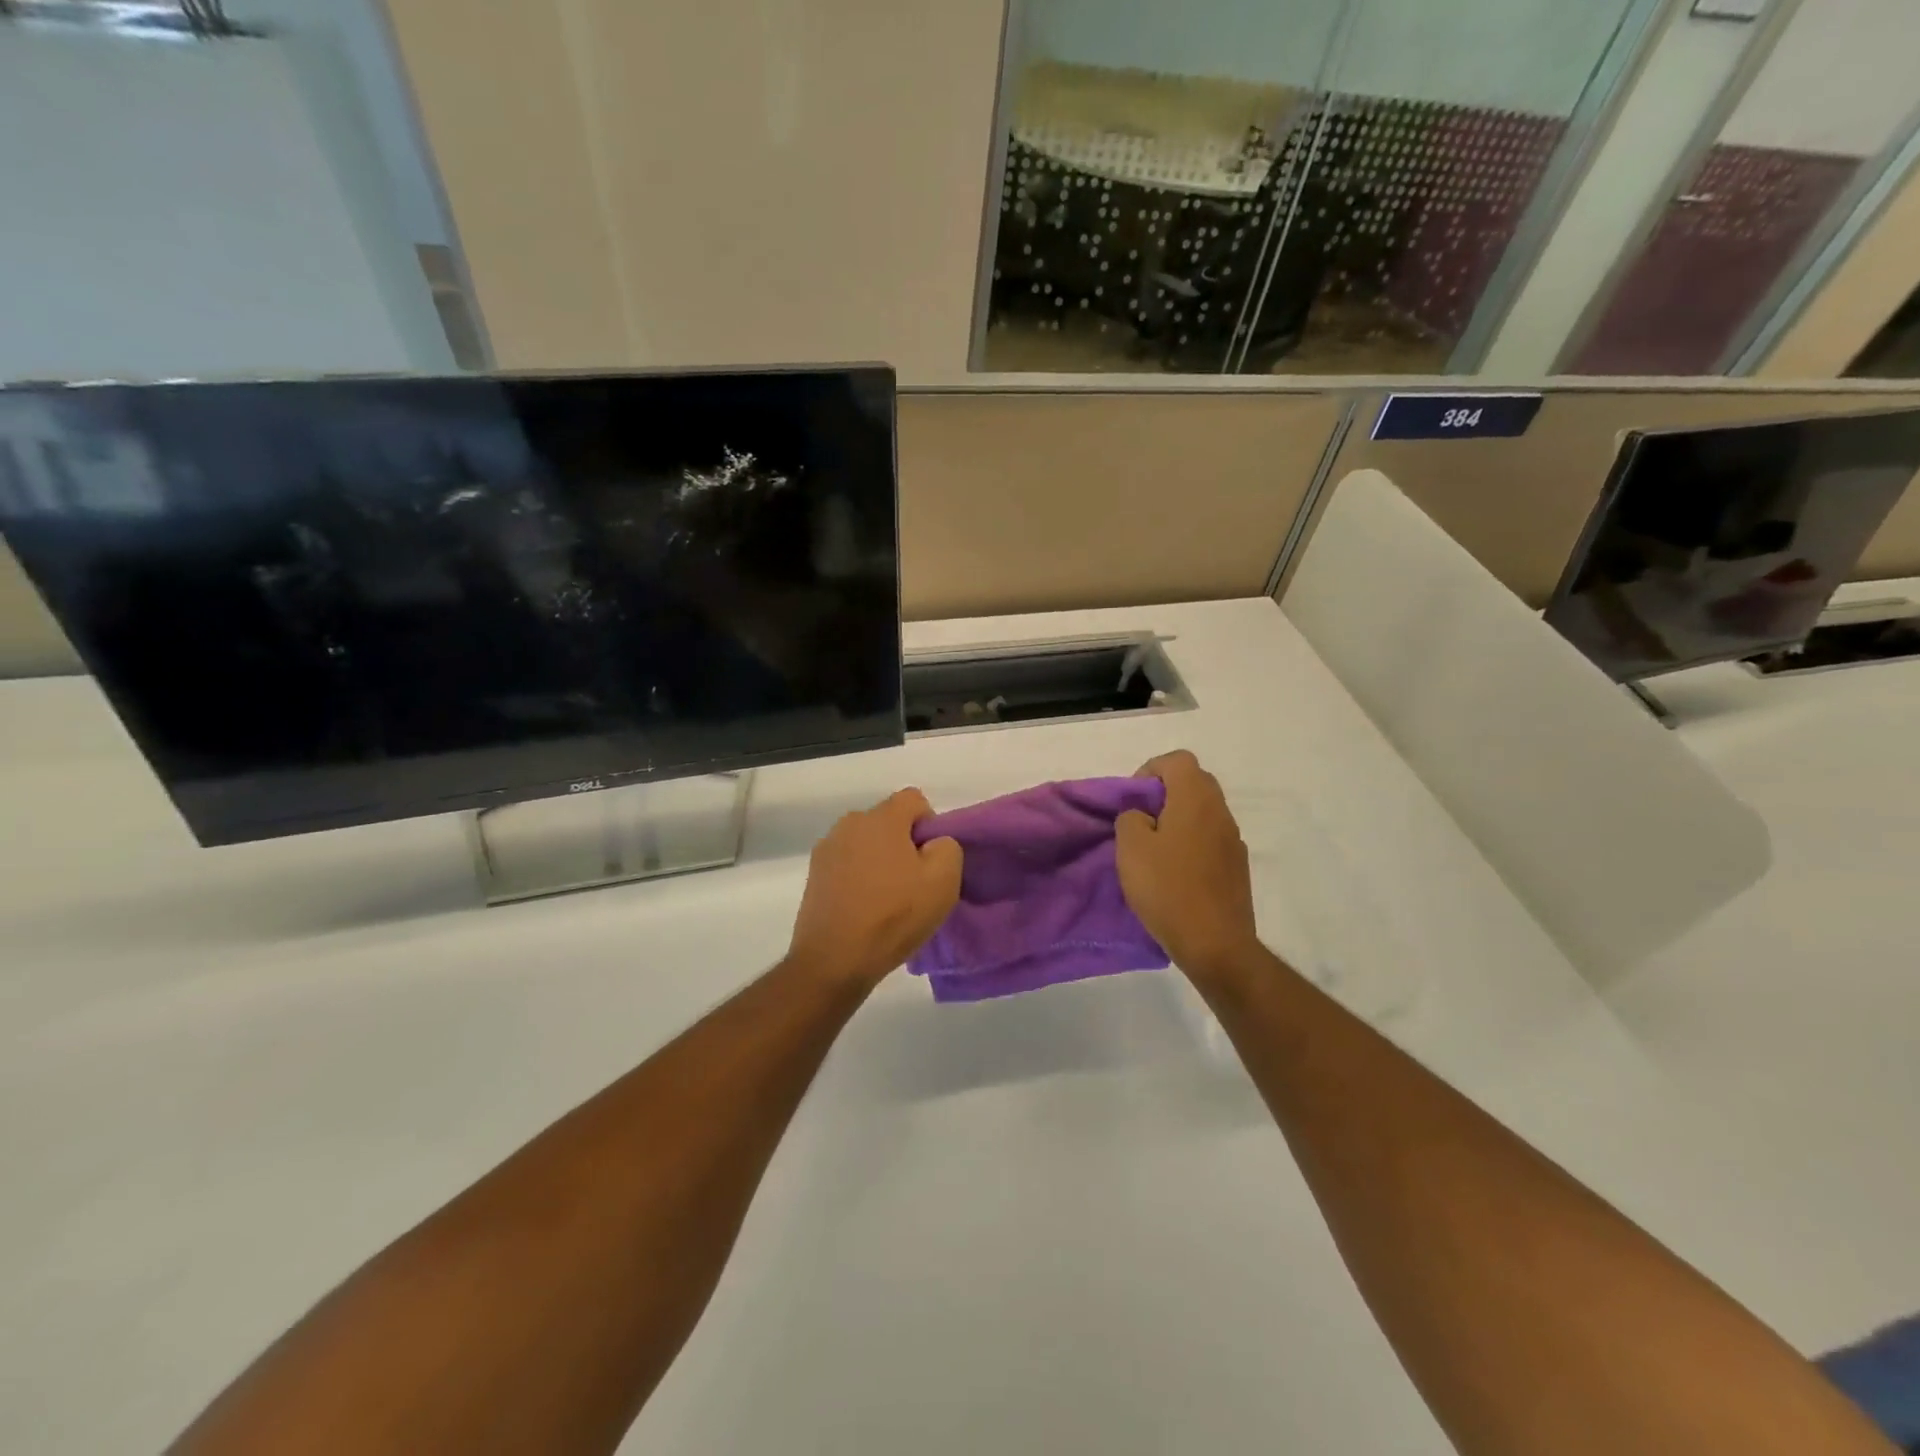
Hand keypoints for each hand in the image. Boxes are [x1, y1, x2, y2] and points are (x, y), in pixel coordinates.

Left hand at [787, 789, 962, 989]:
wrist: (834, 961)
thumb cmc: (893, 917)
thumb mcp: (943, 882)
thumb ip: (947, 847)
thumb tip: (933, 842)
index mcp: (880, 818)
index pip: (914, 800)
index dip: (929, 825)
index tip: (931, 860)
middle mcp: (849, 824)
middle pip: (888, 821)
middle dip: (903, 843)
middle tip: (913, 882)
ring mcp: (826, 849)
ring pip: (866, 843)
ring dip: (879, 861)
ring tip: (886, 899)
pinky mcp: (814, 875)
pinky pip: (847, 864)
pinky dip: (858, 878)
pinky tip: (864, 909)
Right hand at [1116, 751, 1258, 978]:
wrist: (1215, 944)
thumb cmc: (1167, 889)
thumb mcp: (1131, 848)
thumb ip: (1131, 818)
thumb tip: (1142, 815)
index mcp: (1196, 800)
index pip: (1178, 760)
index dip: (1151, 770)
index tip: (1133, 799)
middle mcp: (1221, 813)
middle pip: (1195, 782)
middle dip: (1165, 793)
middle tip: (1141, 820)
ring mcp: (1234, 841)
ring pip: (1204, 812)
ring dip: (1179, 819)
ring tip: (1155, 850)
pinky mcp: (1237, 868)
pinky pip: (1211, 839)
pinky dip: (1192, 843)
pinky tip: (1176, 873)